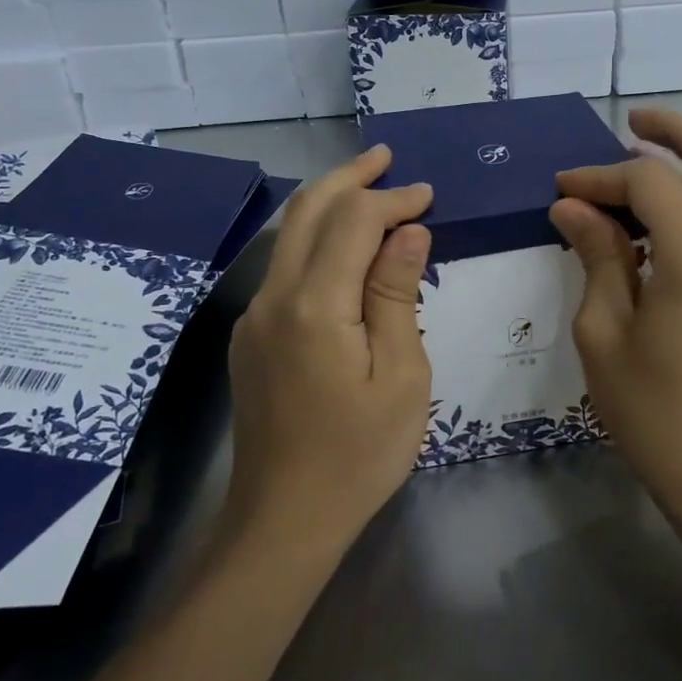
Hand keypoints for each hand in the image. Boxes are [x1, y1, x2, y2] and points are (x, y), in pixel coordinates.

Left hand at [226, 145, 432, 546]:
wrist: (283, 522)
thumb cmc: (358, 455)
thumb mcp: (401, 376)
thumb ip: (398, 295)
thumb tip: (408, 231)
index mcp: (313, 306)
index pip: (353, 221)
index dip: (392, 199)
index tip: (429, 195)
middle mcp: (273, 297)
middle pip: (306, 211)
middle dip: (349, 178)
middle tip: (387, 158)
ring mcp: (254, 316)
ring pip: (289, 235)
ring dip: (329, 203)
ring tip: (369, 186)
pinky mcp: (252, 335)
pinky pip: (285, 266)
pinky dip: (317, 239)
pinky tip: (345, 247)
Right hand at [550, 109, 681, 525]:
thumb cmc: (655, 411)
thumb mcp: (604, 331)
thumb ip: (596, 256)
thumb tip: (573, 206)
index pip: (649, 181)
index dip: (600, 175)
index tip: (561, 188)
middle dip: (675, 131)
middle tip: (631, 122)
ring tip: (629, 179)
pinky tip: (651, 228)